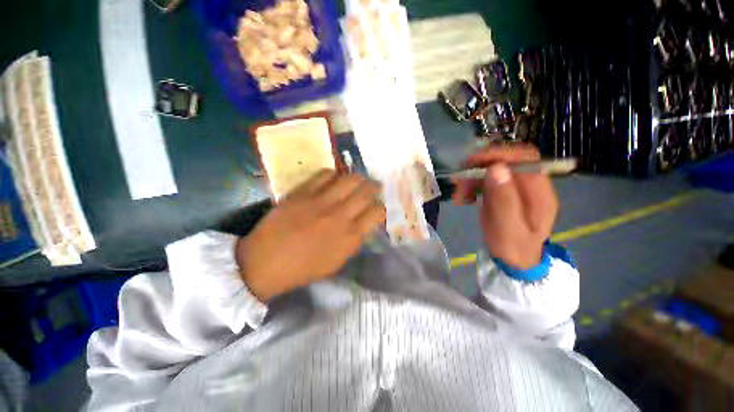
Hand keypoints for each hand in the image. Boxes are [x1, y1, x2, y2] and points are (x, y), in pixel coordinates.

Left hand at [236, 170, 385, 300]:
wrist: (265, 263)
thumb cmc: (303, 268)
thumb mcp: (337, 262)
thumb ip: (354, 241)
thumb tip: (363, 224)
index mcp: (349, 236)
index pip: (376, 213)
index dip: (381, 207)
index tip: (378, 207)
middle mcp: (340, 216)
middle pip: (366, 192)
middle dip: (374, 187)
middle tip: (374, 187)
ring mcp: (321, 202)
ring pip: (350, 179)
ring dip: (358, 178)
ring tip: (358, 180)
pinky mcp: (303, 193)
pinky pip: (325, 175)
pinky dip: (334, 174)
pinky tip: (334, 179)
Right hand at [452, 143, 558, 269]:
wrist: (515, 260)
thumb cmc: (512, 248)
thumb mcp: (506, 228)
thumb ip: (503, 200)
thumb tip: (496, 167)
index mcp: (540, 193)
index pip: (526, 158)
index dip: (500, 154)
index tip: (473, 162)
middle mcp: (532, 185)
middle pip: (509, 160)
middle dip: (482, 164)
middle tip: (460, 177)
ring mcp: (518, 187)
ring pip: (495, 168)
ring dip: (473, 175)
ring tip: (459, 192)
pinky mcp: (506, 191)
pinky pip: (488, 179)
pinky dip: (473, 183)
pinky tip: (464, 196)